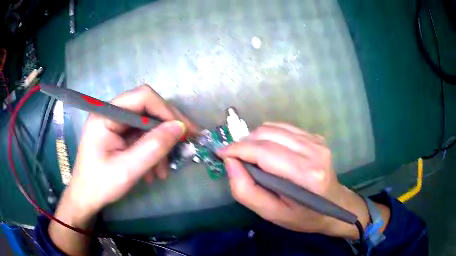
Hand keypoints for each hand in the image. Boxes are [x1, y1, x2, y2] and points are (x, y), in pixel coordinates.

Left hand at [49, 85, 198, 254]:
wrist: (86, 197)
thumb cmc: (100, 184)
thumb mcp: (127, 169)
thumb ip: (153, 147)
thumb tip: (180, 127)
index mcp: (106, 114)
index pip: (142, 97)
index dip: (166, 111)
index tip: (184, 131)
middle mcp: (111, 113)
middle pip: (147, 109)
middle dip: (167, 129)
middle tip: (185, 145)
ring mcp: (115, 123)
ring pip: (147, 125)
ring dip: (159, 146)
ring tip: (163, 171)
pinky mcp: (118, 134)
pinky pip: (141, 136)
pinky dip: (152, 151)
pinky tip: (154, 171)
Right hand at [218, 123, 376, 238]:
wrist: (335, 206)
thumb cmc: (304, 216)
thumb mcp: (271, 213)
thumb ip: (246, 190)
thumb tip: (230, 162)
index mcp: (306, 174)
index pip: (264, 152)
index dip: (238, 149)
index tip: (221, 153)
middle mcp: (314, 151)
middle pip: (267, 134)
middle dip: (244, 143)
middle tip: (235, 158)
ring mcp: (316, 141)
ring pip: (273, 127)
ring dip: (255, 139)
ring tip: (250, 155)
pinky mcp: (315, 137)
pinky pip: (283, 128)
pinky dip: (268, 136)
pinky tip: (268, 151)